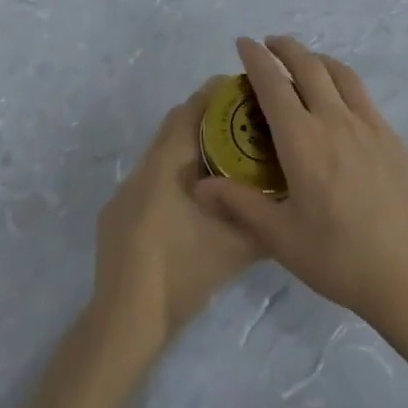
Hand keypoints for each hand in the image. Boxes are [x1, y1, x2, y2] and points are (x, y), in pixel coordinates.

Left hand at [92, 79, 261, 353]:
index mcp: (168, 163)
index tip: (244, 89)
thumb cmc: (181, 272)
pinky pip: (150, 179)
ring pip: (162, 153)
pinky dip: (172, 176)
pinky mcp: (117, 214)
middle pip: (176, 125)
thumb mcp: (235, 247)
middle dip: (206, 117)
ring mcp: (126, 190)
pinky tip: (192, 202)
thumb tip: (290, 201)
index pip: (191, 110)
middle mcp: (144, 166)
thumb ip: (263, 219)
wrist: (125, 319)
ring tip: (225, 161)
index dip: (216, 94)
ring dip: (189, 148)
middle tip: (243, 124)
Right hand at [196, 36, 407, 333]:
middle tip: (269, 44)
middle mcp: (333, 119)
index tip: (243, 42)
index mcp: (302, 139)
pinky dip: (341, 78)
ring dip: (316, 57)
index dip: (256, 58)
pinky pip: (361, 92)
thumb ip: (240, 205)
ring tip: (304, 61)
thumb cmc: (341, 258)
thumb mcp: (282, 238)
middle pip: (307, 65)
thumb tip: (200, 186)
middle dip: (285, 47)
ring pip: (338, 72)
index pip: (272, 83)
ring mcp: (367, 124)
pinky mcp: (391, 136)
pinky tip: (340, 97)